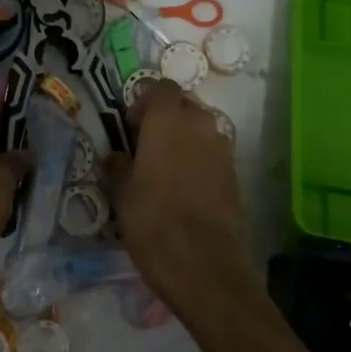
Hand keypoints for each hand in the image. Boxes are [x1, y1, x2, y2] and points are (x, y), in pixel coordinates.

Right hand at [102, 81, 257, 308]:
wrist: (204, 263)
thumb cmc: (153, 221)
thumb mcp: (123, 194)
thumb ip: (118, 166)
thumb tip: (115, 157)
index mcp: (168, 119)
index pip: (161, 88)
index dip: (144, 102)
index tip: (131, 127)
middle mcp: (200, 123)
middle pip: (184, 105)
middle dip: (166, 118)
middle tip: (147, 146)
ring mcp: (222, 147)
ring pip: (201, 128)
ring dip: (185, 139)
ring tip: (166, 169)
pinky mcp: (235, 173)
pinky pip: (213, 152)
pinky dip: (199, 160)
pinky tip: (186, 188)